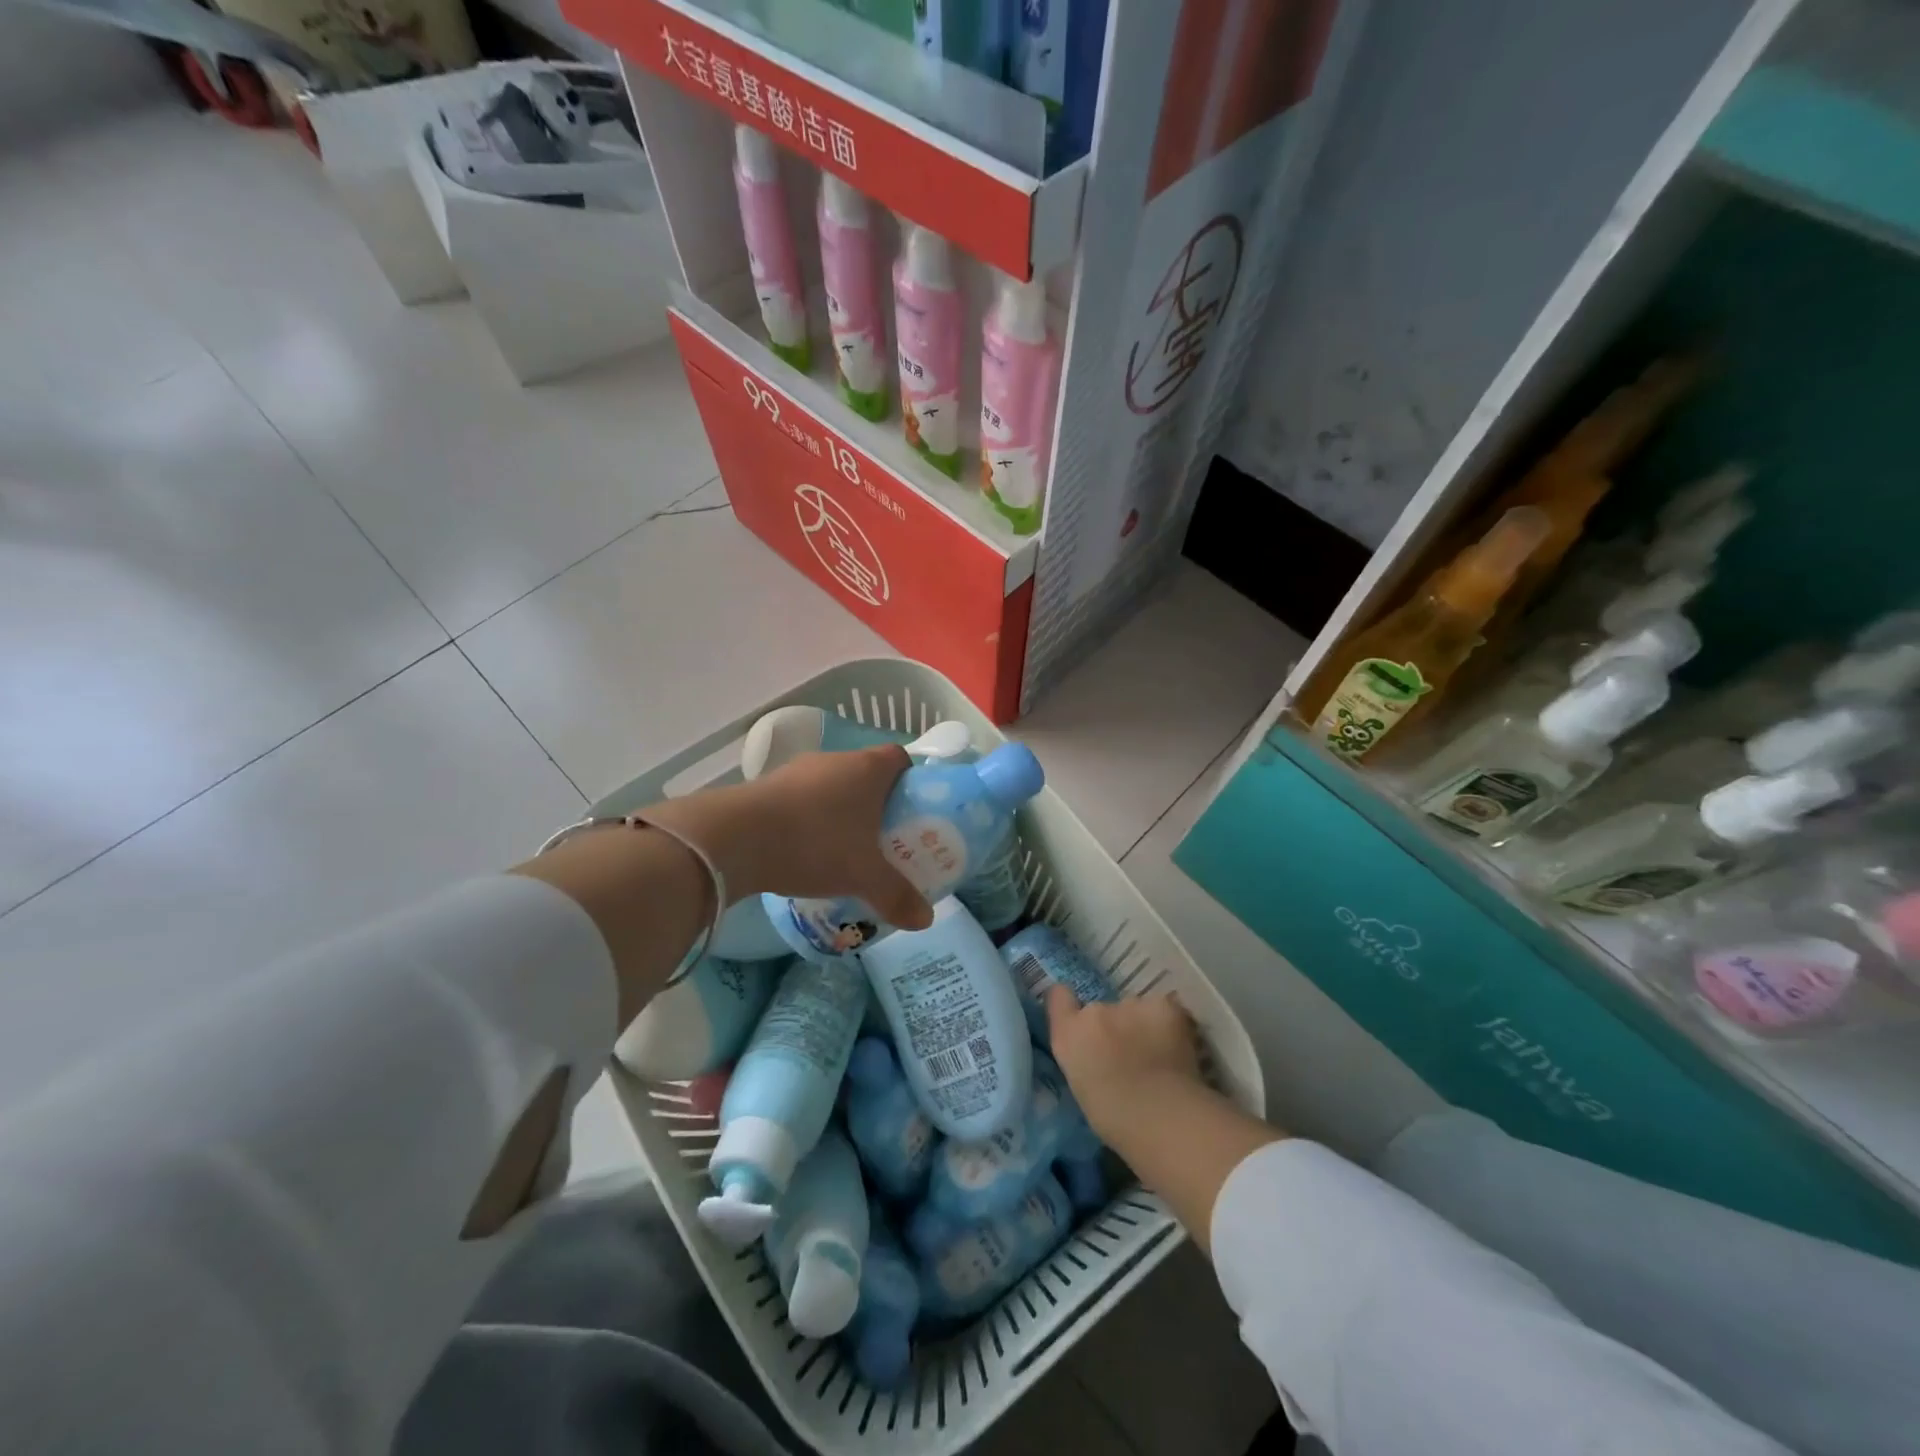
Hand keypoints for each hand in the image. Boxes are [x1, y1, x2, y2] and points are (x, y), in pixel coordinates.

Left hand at [644, 746, 932, 929]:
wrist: (735, 838)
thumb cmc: (815, 844)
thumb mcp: (864, 876)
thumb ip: (897, 895)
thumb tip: (926, 920)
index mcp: (867, 768)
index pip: (900, 758)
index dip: (910, 781)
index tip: (913, 811)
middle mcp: (835, 760)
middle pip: (866, 773)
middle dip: (876, 804)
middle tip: (883, 839)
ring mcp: (797, 771)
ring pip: (830, 787)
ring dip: (839, 812)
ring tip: (843, 850)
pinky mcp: (767, 787)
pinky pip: (800, 800)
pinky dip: (808, 820)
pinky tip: (805, 852)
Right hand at [1046, 986, 1205, 1144]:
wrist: (1162, 1118)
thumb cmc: (1117, 1122)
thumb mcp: (1083, 1087)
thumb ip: (1085, 1058)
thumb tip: (1099, 1055)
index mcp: (1069, 1035)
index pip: (1058, 996)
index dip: (1070, 1004)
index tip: (1081, 1020)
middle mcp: (1094, 1012)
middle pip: (1103, 1009)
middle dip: (1116, 1027)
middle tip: (1132, 1057)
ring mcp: (1128, 1004)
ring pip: (1136, 1010)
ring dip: (1143, 1026)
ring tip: (1160, 1058)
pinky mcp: (1162, 1005)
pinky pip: (1164, 1009)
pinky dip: (1169, 1025)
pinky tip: (1179, 1049)